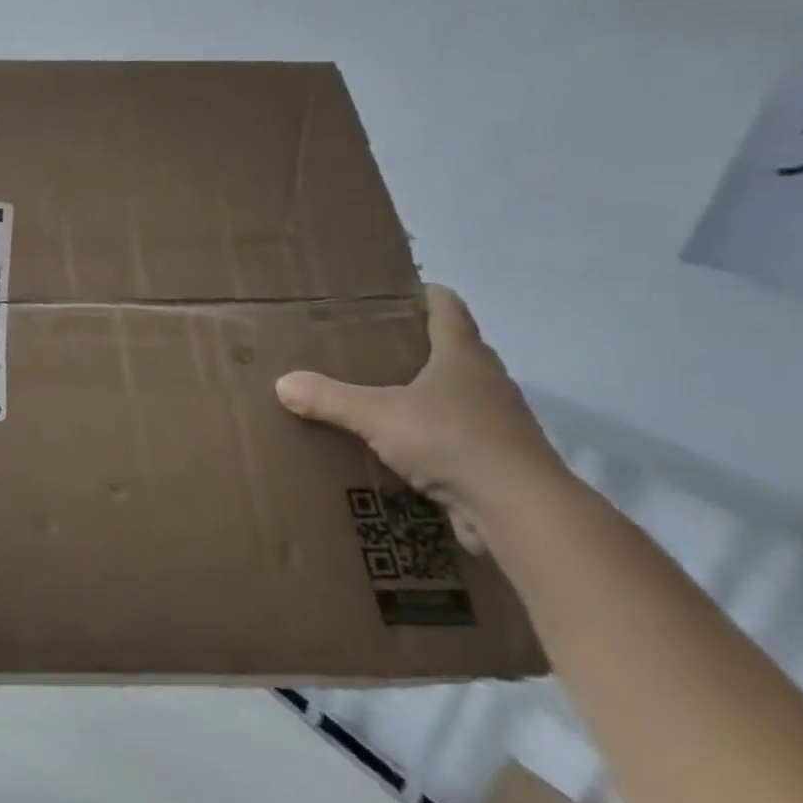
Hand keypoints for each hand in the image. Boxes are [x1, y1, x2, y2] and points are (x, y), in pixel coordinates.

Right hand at [275, 285, 573, 553]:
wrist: (520, 512)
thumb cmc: (452, 441)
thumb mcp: (377, 415)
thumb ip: (329, 398)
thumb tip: (282, 383)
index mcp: (463, 357)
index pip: (448, 308)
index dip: (426, 294)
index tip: (397, 289)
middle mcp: (486, 382)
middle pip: (455, 350)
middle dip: (418, 345)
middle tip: (372, 344)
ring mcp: (497, 423)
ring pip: (458, 395)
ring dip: (427, 393)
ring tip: (381, 395)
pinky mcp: (497, 461)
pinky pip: (458, 436)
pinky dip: (432, 435)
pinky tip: (401, 446)